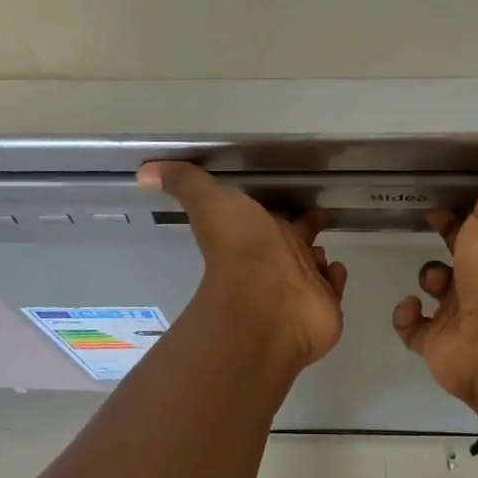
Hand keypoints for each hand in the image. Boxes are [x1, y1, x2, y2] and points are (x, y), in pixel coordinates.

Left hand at [137, 162, 347, 368]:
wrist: (263, 304)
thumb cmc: (240, 250)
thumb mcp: (209, 203)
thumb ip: (184, 183)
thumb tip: (142, 172)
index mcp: (260, 230)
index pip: (274, 215)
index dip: (282, 208)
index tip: (296, 198)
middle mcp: (282, 256)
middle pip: (298, 237)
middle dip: (306, 228)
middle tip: (318, 217)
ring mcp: (305, 283)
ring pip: (316, 264)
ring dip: (320, 256)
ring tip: (324, 252)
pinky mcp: (325, 304)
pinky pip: (334, 287)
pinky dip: (335, 279)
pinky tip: (335, 271)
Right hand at [392, 143, 477, 420]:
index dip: (463, 214)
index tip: (441, 204)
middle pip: (461, 256)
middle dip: (446, 241)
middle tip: (425, 225)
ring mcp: (461, 315)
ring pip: (439, 291)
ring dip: (429, 280)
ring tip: (433, 281)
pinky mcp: (438, 344)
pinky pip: (414, 328)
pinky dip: (406, 317)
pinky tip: (410, 307)